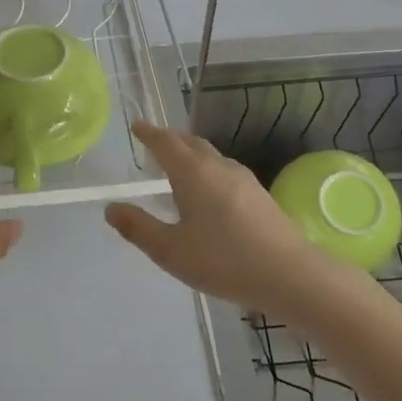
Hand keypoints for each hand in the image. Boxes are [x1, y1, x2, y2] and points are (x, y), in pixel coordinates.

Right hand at [105, 121, 353, 320]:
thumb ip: (139, 228)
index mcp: (193, 173)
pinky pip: (224, 169)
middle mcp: (218, 167)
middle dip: (170, 138)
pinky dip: (206, 167)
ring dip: (190, 152)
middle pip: (190, 143)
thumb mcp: (171, 250)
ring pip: (210, 155)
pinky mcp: (259, 195)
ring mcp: (243, 179)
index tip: (137, 126)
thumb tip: (111, 208)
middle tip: (154, 139)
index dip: (149, 134)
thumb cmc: (224, 260)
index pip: (166, 143)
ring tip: (178, 162)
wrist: (290, 274)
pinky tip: (208, 189)